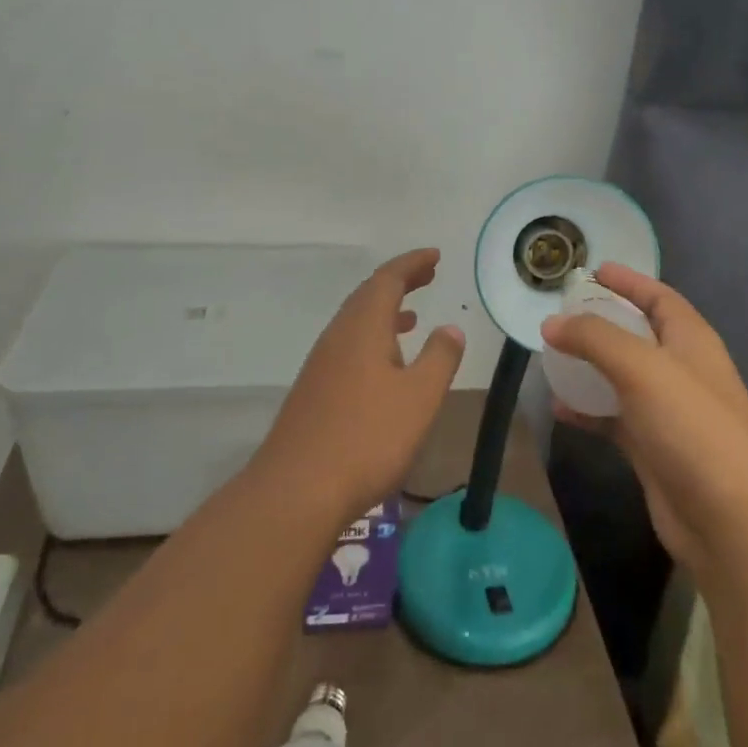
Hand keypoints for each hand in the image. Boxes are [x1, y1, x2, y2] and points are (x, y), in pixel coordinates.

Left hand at [250, 248, 464, 524]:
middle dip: (399, 282)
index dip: (412, 264)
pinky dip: (372, 339)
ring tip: (411, 317)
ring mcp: (321, 365)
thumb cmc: (368, 438)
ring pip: (356, 323)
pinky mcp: (314, 391)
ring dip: (385, 312)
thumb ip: (439, 359)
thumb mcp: (419, 398)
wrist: (297, 490)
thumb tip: (450, 329)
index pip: (387, 280)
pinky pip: (348, 347)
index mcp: (362, 328)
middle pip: (368, 296)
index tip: (435, 256)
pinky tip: (385, 367)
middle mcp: (338, 338)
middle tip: (427, 275)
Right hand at [539, 264, 747, 576]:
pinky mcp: (653, 447)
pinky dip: (589, 411)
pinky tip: (560, 409)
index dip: (629, 281)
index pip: (659, 298)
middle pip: (639, 334)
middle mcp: (682, 370)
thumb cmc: (692, 429)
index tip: (593, 270)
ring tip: (551, 357)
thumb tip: (552, 323)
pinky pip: (614, 417)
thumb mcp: (643, 370)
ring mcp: (668, 411)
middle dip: (603, 323)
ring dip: (590, 366)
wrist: (729, 520)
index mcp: (692, 341)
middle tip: (562, 315)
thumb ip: (596, 339)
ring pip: (622, 377)